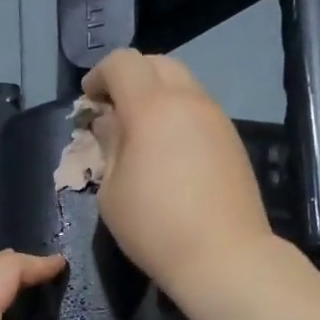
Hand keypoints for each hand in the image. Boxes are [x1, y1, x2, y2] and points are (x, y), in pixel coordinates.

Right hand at [83, 49, 274, 296]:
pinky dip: (176, 115)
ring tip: (139, 133)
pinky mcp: (231, 139)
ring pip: (183, 84)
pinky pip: (198, 110)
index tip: (88, 101)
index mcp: (151, 108)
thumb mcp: (112, 192)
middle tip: (112, 111)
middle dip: (129, 78)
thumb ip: (109, 147)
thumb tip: (109, 122)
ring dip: (156, 96)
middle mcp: (188, 101)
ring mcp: (216, 118)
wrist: (223, 256)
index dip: (99, 75)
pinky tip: (167, 151)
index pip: (122, 63)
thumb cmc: (154, 228)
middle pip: (157, 64)